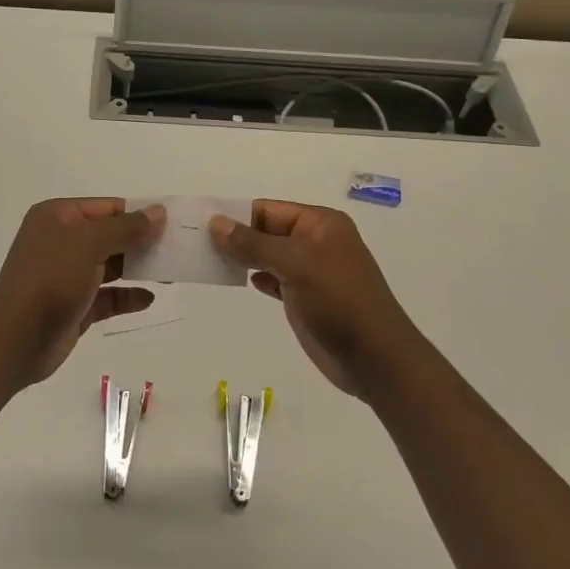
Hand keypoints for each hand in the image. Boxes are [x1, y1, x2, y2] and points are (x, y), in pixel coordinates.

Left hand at [0, 198, 164, 389]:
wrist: (16, 339)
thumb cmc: (51, 279)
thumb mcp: (89, 243)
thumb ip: (126, 227)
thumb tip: (158, 212)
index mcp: (58, 217)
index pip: (106, 207)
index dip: (139, 213)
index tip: (173, 222)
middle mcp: (61, 241)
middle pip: (110, 235)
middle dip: (142, 241)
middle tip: (178, 247)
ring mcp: (67, 275)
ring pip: (111, 265)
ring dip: (139, 268)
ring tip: (171, 272)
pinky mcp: (74, 305)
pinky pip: (107, 295)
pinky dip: (127, 296)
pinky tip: (148, 298)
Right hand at [210, 200, 438, 403]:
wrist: (374, 358)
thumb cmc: (337, 301)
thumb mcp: (295, 264)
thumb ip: (253, 244)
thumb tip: (215, 223)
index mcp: (319, 223)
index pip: (267, 210)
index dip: (235, 216)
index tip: (199, 225)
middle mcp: (315, 241)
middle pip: (265, 231)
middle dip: (235, 238)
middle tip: (195, 245)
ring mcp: (311, 270)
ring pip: (267, 256)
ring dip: (241, 258)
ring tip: (207, 262)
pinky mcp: (305, 297)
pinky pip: (273, 278)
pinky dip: (256, 277)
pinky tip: (239, 281)